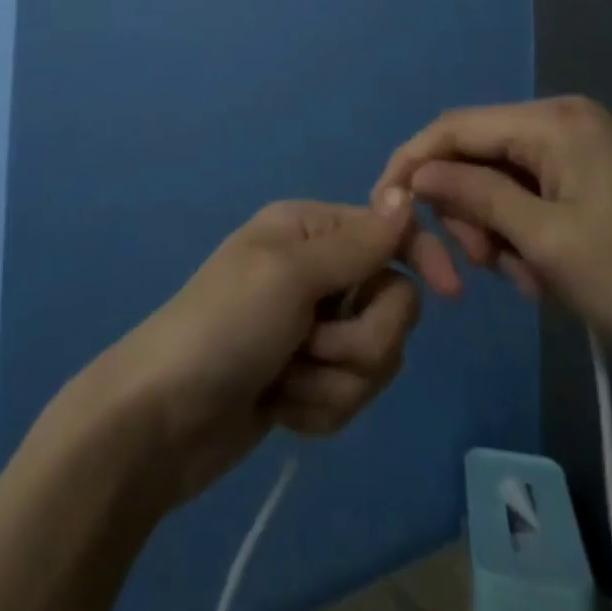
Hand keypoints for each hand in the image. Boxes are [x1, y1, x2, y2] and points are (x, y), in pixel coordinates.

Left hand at [94, 195, 423, 504]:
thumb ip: (356, 242)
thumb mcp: (290, 274)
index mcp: (310, 231)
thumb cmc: (223, 326)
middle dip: (358, 340)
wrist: (161, 420)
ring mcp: (312, 331)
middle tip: (308, 343)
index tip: (451, 292)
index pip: (391, 232)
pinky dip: (318, 408)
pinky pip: (350, 398)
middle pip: (393, 304)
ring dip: (333, 381)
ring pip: (377, 358)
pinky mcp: (308, 383)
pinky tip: (278, 406)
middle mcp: (316, 273)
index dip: (422, 257)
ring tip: (283, 379)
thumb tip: (405, 190)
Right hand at [374, 96, 611, 387]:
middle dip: (463, 209)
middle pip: (477, 154)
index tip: (383, 208)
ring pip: (499, 181)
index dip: (413, 162)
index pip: (456, 127)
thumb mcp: (545, 243)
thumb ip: (474, 196)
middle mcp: (563, 122)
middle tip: (473, 270)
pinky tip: (541, 277)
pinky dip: (521, 235)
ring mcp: (580, 152)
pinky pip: (530, 198)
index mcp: (553, 121)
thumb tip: (415, 172)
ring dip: (493, 230)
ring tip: (522, 281)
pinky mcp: (591, 182)